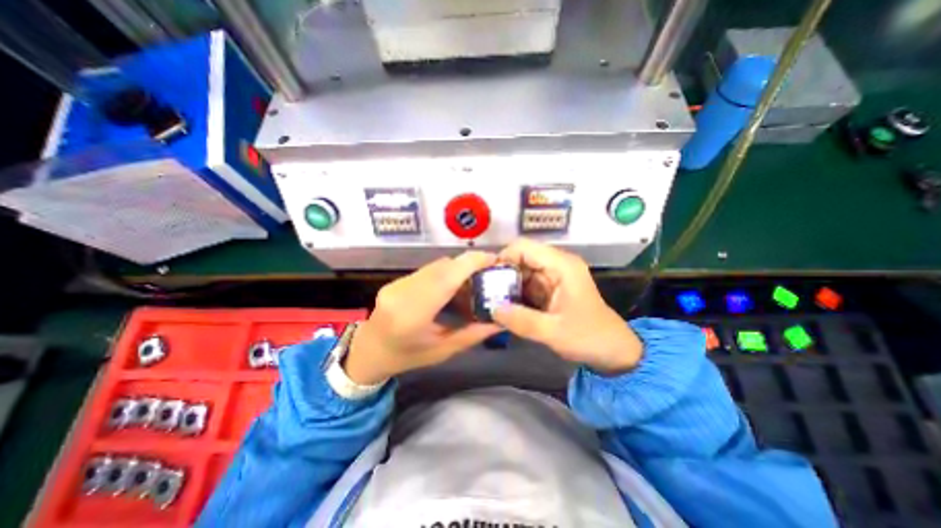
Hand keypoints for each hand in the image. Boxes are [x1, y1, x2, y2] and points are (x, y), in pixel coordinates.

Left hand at [345, 252, 503, 382]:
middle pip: (443, 267)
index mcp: (413, 313)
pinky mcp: (397, 280)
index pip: (445, 278)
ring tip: (472, 285)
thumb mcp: (443, 351)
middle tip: (488, 275)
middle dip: (469, 265)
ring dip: (458, 270)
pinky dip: (445, 274)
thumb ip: (473, 334)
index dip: (471, 263)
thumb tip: (501, 322)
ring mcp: (397, 283)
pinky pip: (428, 270)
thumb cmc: (407, 357)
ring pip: (436, 266)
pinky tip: (452, 289)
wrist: (368, 352)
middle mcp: (403, 292)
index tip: (493, 259)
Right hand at [490, 240, 642, 374]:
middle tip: (485, 293)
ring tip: (490, 300)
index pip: (523, 247)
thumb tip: (491, 308)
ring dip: (506, 284)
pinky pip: (526, 284)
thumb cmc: (588, 338)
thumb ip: (521, 320)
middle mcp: (556, 264)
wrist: (613, 351)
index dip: (502, 258)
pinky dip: (514, 293)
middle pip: (520, 257)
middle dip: (501, 273)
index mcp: (561, 265)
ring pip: (520, 271)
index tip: (487, 279)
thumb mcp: (553, 332)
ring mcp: (553, 276)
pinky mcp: (549, 288)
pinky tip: (503, 306)